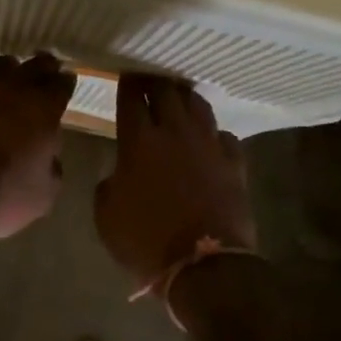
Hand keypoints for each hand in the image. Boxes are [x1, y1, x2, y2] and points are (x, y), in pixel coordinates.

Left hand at [0, 54, 75, 241]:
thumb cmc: (1, 199)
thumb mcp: (44, 194)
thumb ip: (52, 167)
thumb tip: (49, 156)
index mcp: (42, 111)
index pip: (60, 86)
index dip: (65, 82)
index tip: (67, 80)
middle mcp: (9, 90)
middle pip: (31, 67)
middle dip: (42, 65)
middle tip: (46, 65)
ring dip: (4, 66)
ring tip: (7, 68)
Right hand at [95, 75, 257, 284]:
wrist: (203, 265)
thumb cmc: (146, 241)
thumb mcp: (106, 215)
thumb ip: (109, 183)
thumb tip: (119, 173)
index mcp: (139, 141)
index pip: (131, 97)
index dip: (126, 83)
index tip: (124, 75)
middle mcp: (176, 133)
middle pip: (166, 91)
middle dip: (155, 82)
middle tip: (148, 81)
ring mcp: (209, 145)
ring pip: (198, 105)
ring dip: (185, 98)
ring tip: (178, 99)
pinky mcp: (234, 163)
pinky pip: (224, 135)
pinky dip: (214, 133)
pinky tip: (209, 139)